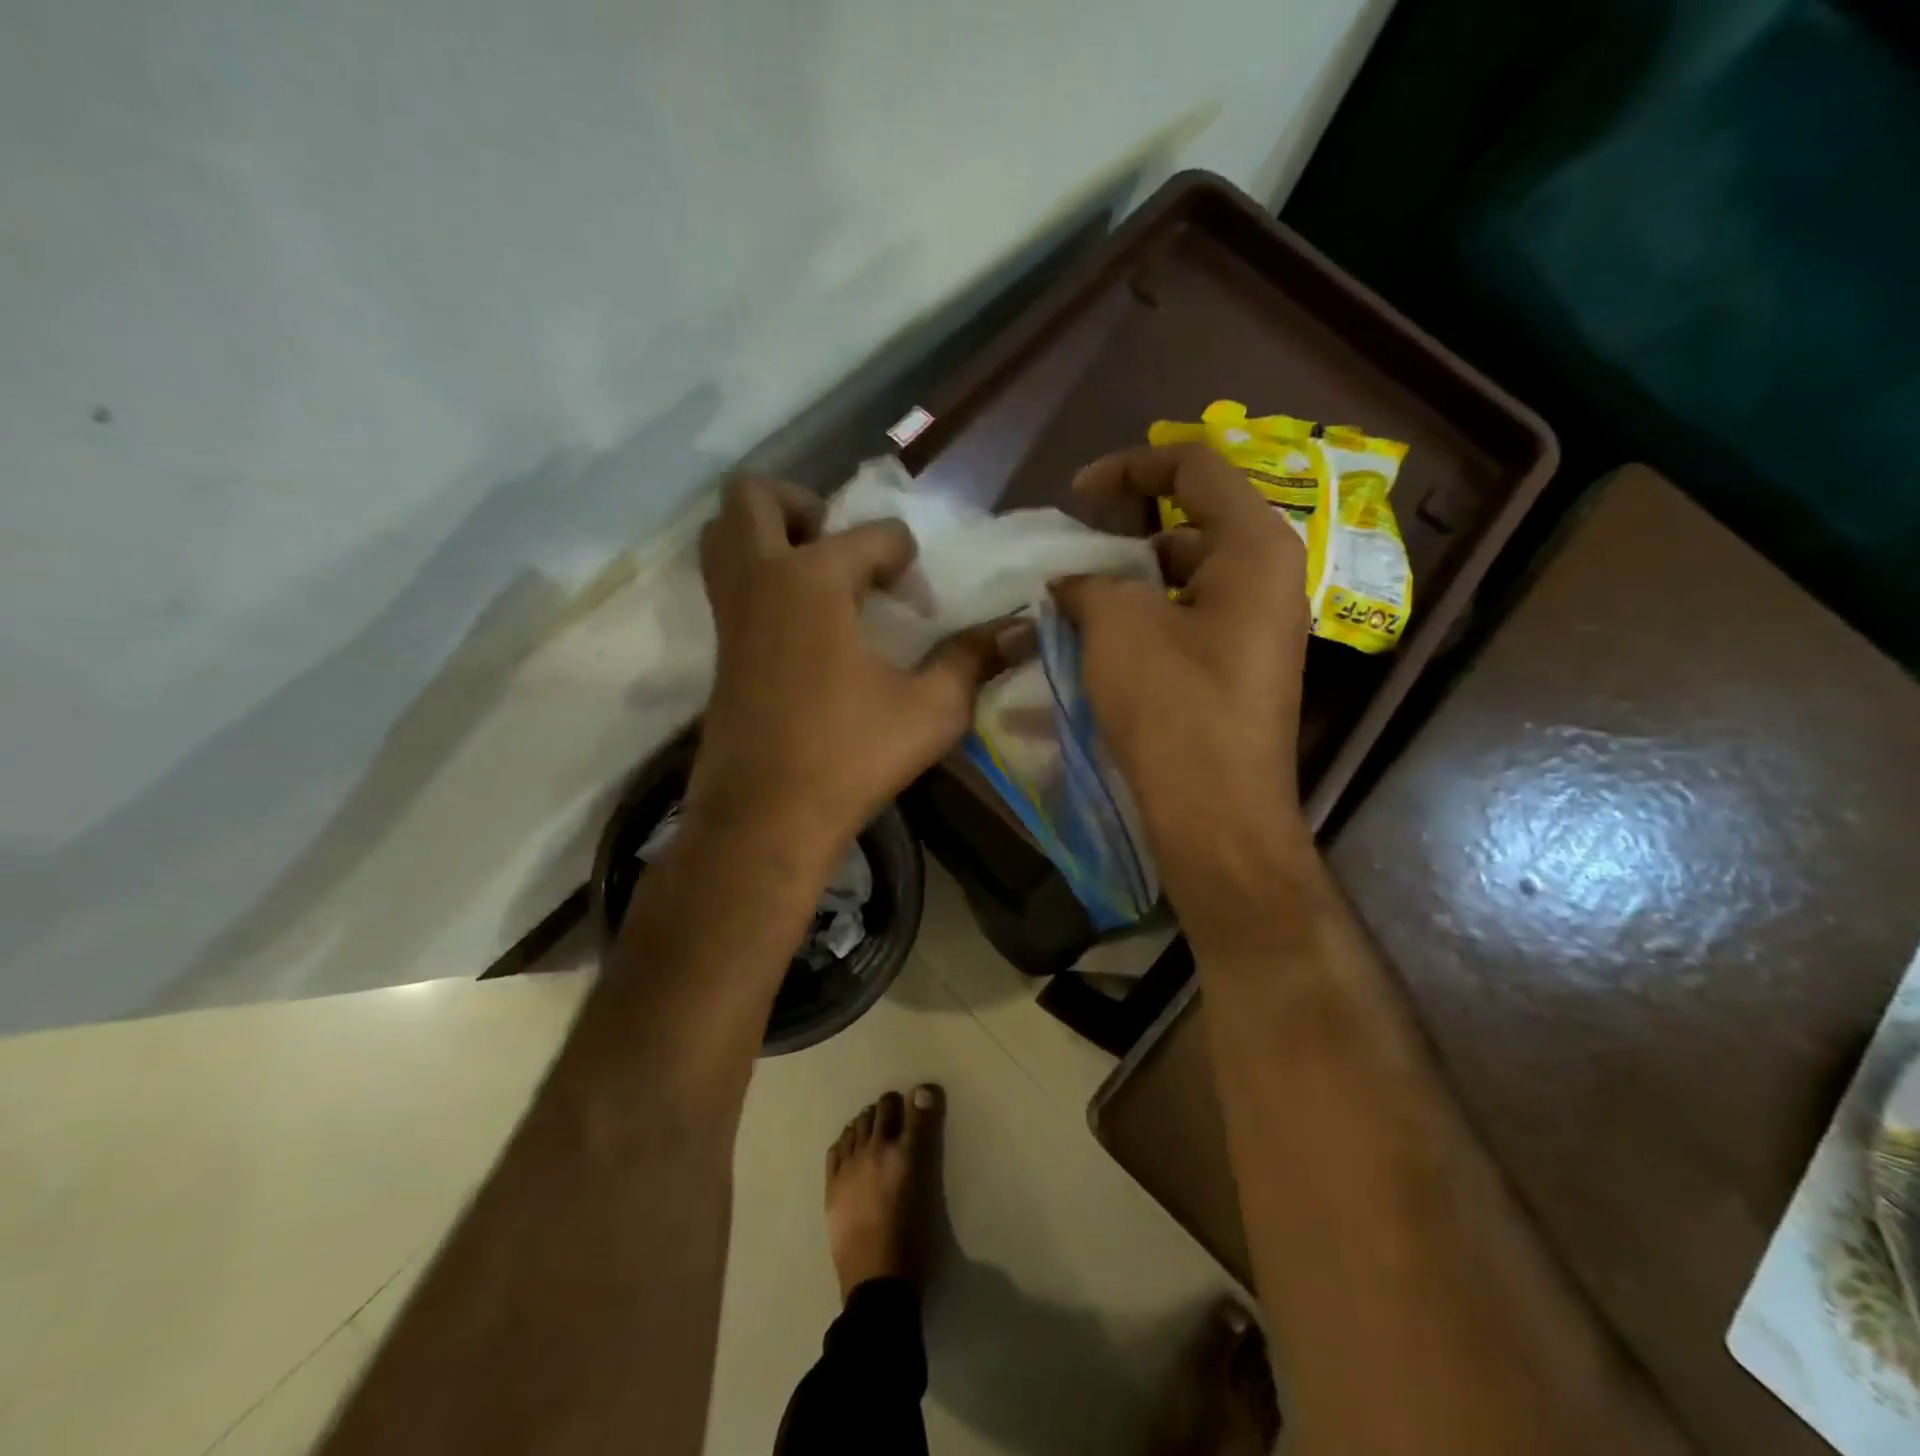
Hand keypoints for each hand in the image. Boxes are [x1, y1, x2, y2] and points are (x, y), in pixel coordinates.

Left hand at [686, 476, 1004, 865]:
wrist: (765, 819)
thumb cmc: (850, 756)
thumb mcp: (931, 709)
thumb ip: (972, 660)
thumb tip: (1017, 631)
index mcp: (814, 579)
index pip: (872, 535)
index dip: (904, 557)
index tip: (918, 597)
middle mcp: (762, 579)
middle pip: (753, 496)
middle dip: (801, 503)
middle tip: (840, 545)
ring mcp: (730, 614)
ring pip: (723, 535)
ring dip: (766, 534)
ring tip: (817, 574)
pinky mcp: (719, 650)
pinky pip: (727, 583)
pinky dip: (757, 577)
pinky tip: (803, 622)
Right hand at [1051, 445, 1313, 908]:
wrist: (1217, 814)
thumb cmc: (1174, 706)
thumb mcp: (1117, 626)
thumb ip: (1088, 582)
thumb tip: (1070, 582)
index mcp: (1255, 547)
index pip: (1196, 466)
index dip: (1130, 465)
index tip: (1076, 495)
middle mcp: (1270, 577)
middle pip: (1191, 522)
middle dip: (1125, 534)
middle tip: (1073, 562)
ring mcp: (1259, 626)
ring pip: (1186, 577)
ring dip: (1130, 584)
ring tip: (1077, 607)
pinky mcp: (1241, 667)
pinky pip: (1189, 619)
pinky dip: (1146, 619)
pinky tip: (1102, 646)